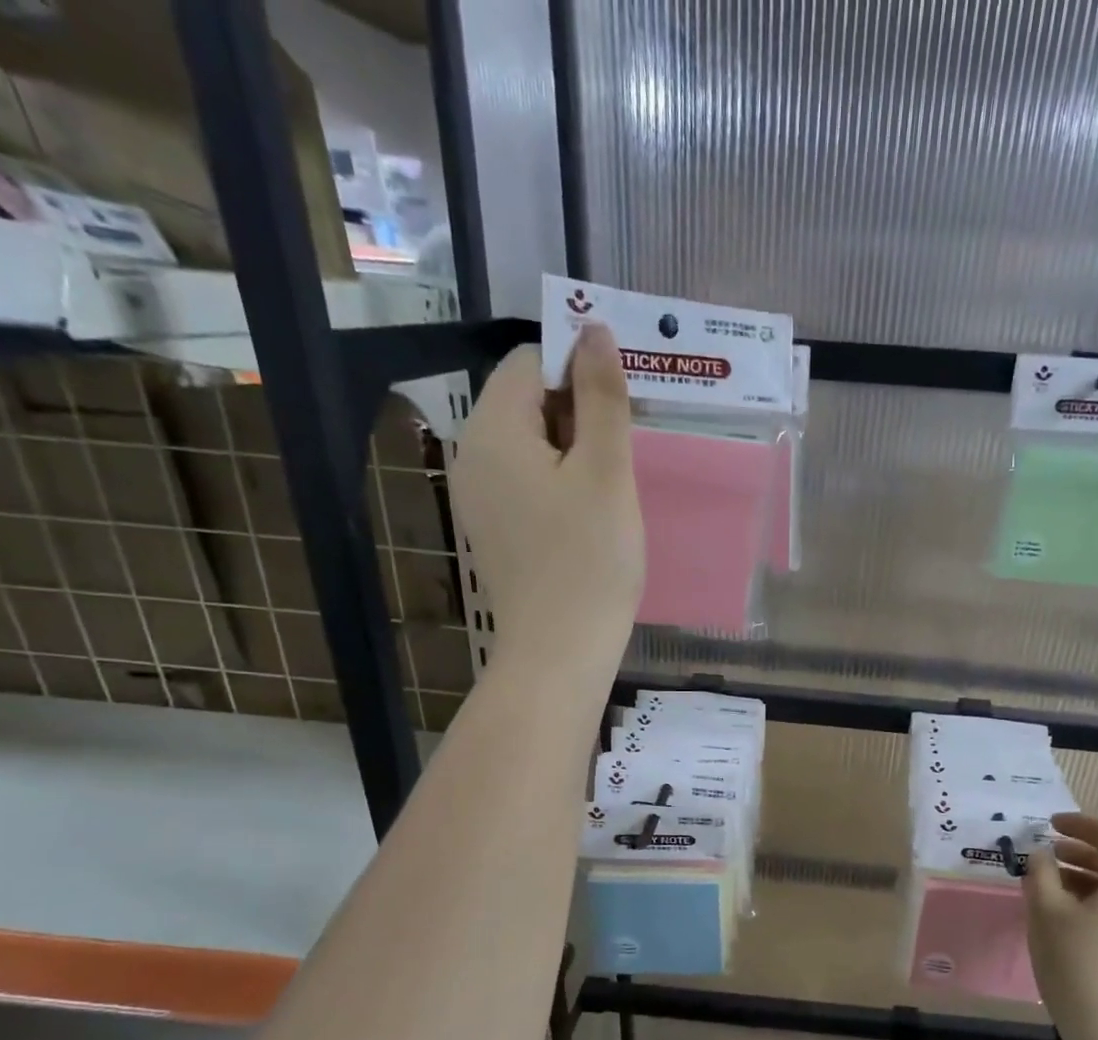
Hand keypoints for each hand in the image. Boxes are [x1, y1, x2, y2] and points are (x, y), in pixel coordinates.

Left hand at [447, 327, 643, 671]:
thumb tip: (593, 330)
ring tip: (612, 486)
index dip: (578, 367)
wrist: (560, 652)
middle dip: (578, 410)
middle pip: (525, 400)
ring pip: (529, 443)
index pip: (529, 361)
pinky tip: (589, 514)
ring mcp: (479, 496)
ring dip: (573, 448)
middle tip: (624, 450)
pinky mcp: (494, 528)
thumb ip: (601, 396)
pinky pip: (525, 481)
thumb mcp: (606, 471)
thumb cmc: (590, 560)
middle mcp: (472, 454)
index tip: (622, 404)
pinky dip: (559, 481)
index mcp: (493, 430)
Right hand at [1025, 813, 1097, 1039]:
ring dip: (1090, 880)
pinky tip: (1075, 924)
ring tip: (1054, 889)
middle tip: (1049, 854)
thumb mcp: (1046, 913)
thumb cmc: (1080, 966)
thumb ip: (1040, 874)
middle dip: (1083, 853)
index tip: (1050, 823)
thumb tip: (1043, 855)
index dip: (1080, 824)